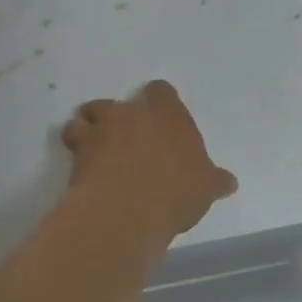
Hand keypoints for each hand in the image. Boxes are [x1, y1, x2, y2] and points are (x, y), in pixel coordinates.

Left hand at [62, 81, 237, 236]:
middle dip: (119, 116)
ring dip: (91, 126)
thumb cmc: (176, 192)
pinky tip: (81, 165)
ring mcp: (103, 128)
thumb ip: (215, 181)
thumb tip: (229, 182)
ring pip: (89, 113)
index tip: (161, 117)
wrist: (127, 210)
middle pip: (119, 102)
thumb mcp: (205, 189)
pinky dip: (74, 146)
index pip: (161, 91)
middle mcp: (134, 114)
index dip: (159, 101)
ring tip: (97, 147)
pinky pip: (72, 137)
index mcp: (169, 115)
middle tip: (127, 139)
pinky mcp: (77, 148)